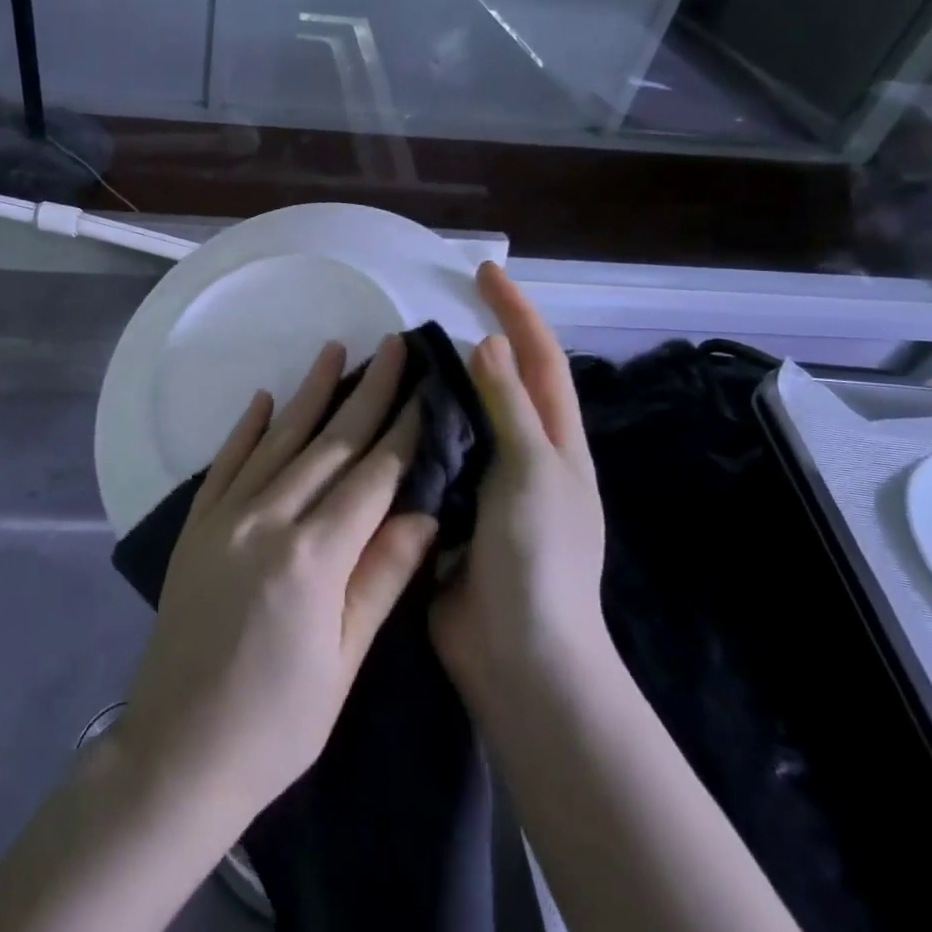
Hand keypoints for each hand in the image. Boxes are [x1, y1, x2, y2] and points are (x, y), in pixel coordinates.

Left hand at [117, 335, 438, 832]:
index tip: (426, 388)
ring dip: (308, 394)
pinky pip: (225, 463)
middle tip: (392, 346)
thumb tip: (425, 513)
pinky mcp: (196, 526)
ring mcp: (224, 518)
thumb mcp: (343, 662)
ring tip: (334, 350)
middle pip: (329, 444)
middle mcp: (267, 520)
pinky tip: (262, 398)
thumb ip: (381, 579)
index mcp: (313, 557)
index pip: (371, 476)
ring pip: (277, 441)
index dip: (403, 430)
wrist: (178, 750)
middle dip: (366, 392)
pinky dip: (246, 428)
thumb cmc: (276, 722)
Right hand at [432, 262, 609, 690]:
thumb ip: (509, 408)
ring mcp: (485, 485)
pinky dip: (410, 432)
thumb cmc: (538, 560)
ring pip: (459, 419)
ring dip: (434, 387)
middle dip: (473, 340)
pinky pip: (430, 457)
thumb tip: (489, 342)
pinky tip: (376, 417)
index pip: (540, 359)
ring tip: (392, 358)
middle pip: (500, 383)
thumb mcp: (533, 474)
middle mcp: (522, 457)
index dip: (517, 311)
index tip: (484, 273)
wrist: (518, 658)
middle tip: (424, 314)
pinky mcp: (450, 510)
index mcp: (555, 443)